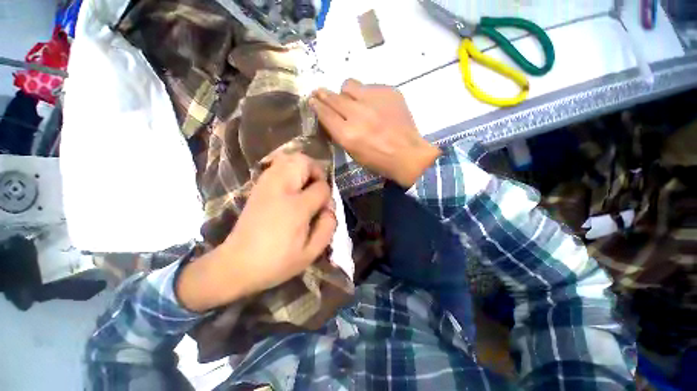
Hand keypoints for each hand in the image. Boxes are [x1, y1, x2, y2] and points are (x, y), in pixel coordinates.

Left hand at [177, 153, 336, 312]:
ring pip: (290, 158)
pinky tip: (292, 187)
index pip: (321, 188)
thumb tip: (330, 208)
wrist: (236, 264)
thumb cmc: (277, 262)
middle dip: (317, 172)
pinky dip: (290, 169)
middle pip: (304, 162)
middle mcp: (280, 189)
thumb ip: (327, 227)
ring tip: (306, 187)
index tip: (324, 208)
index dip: (327, 195)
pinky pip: (278, 165)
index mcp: (296, 208)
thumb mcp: (310, 253)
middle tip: (317, 190)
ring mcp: (266, 185)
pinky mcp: (258, 186)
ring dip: (304, 169)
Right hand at [310, 79, 440, 187]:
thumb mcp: (354, 153)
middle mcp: (357, 114)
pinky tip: (374, 106)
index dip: (316, 105)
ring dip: (346, 93)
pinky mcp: (388, 92)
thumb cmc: (379, 160)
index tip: (312, 100)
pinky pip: (369, 87)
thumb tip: (331, 116)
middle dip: (324, 94)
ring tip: (352, 100)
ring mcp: (373, 100)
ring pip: (349, 85)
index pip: (325, 114)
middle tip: (321, 92)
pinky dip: (367, 95)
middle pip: (333, 97)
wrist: (408, 154)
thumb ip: (340, 134)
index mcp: (347, 135)